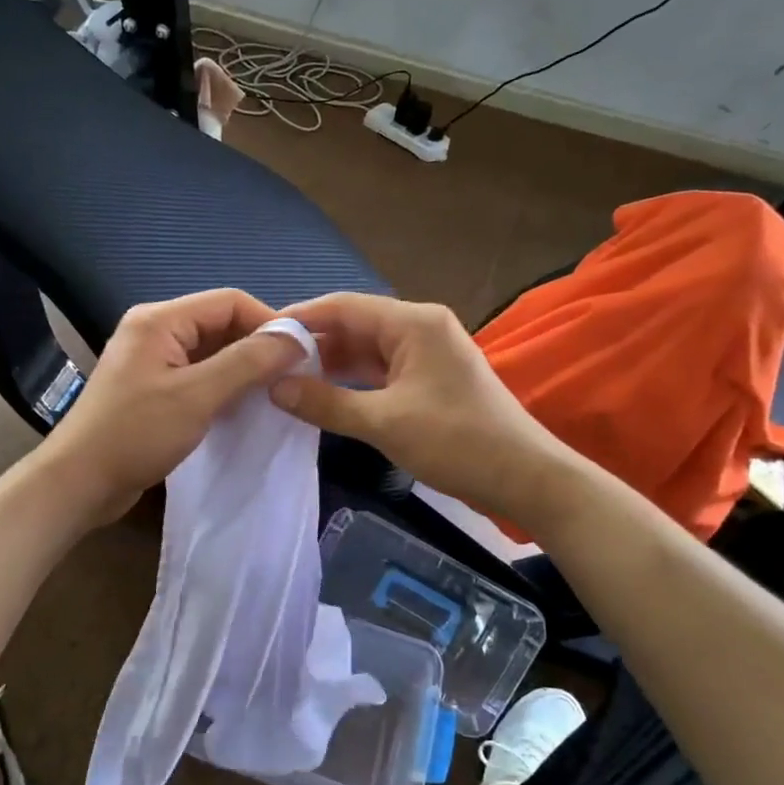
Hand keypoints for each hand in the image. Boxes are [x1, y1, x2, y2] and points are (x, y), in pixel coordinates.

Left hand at [38, 289, 305, 524]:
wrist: (79, 483)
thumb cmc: (135, 434)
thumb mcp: (197, 395)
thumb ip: (247, 363)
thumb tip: (296, 338)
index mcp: (160, 320)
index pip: (229, 301)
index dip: (269, 322)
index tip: (302, 352)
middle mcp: (155, 331)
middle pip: (220, 324)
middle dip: (257, 346)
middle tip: (293, 375)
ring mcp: (152, 361)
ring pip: (211, 352)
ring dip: (242, 368)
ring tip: (276, 391)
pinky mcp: (153, 389)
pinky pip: (198, 375)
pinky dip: (224, 386)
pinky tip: (245, 407)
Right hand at [270, 292, 567, 526]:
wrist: (525, 478)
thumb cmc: (457, 442)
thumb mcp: (385, 422)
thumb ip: (326, 403)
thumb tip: (274, 388)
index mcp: (413, 322)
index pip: (343, 306)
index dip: (299, 318)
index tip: (258, 335)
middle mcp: (419, 327)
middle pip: (353, 325)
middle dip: (311, 342)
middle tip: (264, 362)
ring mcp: (425, 354)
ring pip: (365, 350)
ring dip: (329, 364)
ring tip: (283, 378)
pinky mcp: (427, 379)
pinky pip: (379, 371)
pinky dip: (351, 381)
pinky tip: (320, 393)